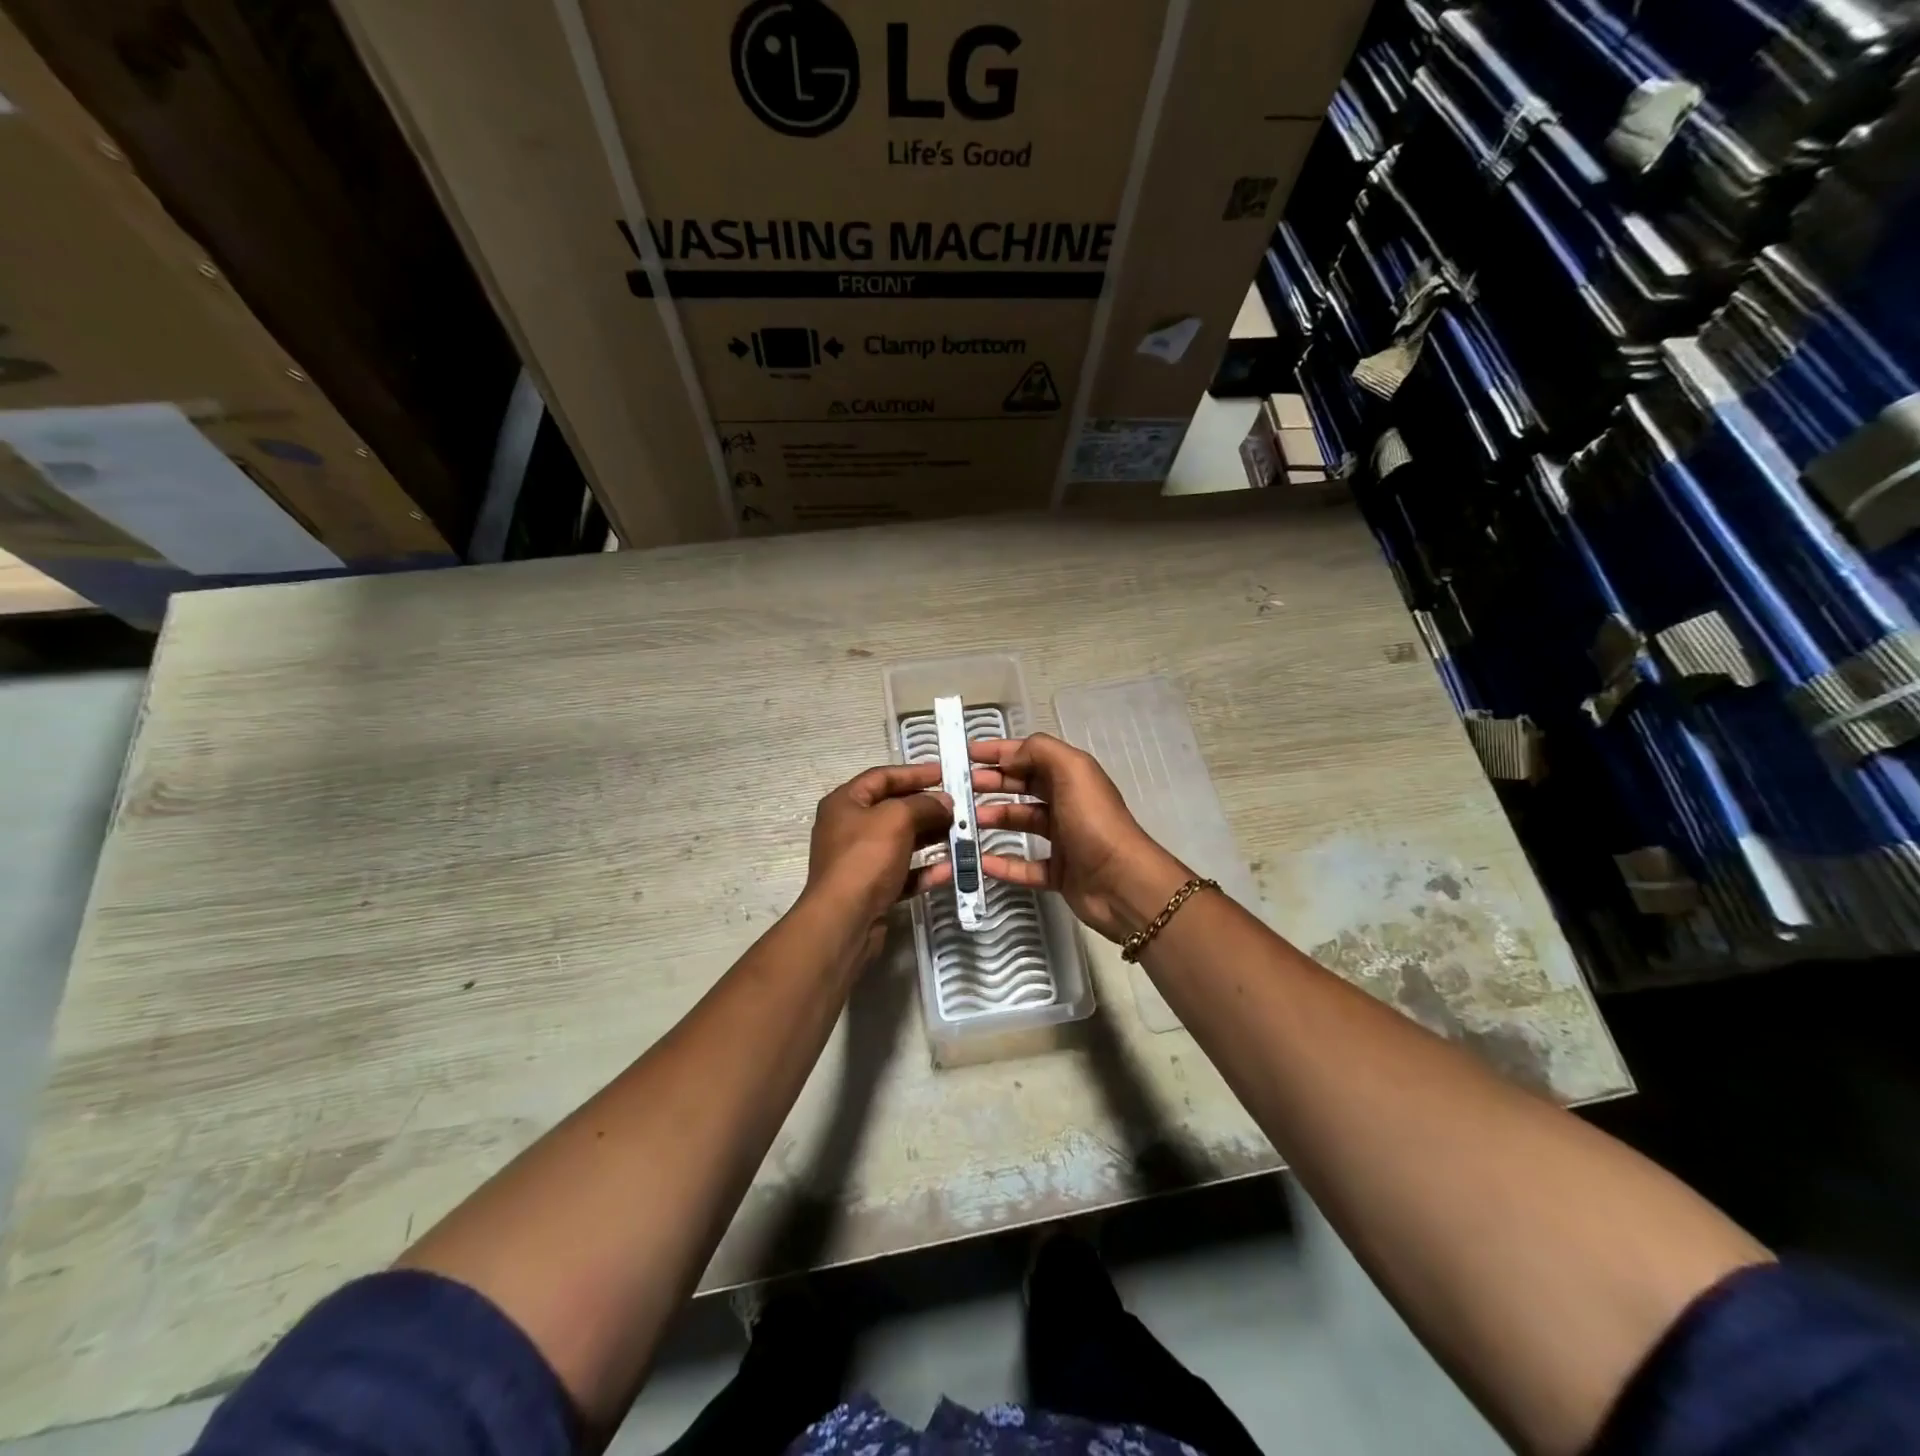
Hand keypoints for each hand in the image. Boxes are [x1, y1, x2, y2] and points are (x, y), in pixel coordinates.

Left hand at [803, 762, 978, 956]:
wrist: (844, 920)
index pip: (882, 777)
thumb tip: (944, 802)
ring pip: (901, 842)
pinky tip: (951, 869)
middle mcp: (849, 828)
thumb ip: (923, 805)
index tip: (946, 773)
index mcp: (845, 803)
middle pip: (893, 809)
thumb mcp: (897, 819)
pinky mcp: (872, 889)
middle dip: (927, 807)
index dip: (914, 772)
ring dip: (931, 837)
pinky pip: (904, 873)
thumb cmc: (865, 858)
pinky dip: (926, 870)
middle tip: (959, 806)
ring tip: (961, 834)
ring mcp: (860, 861)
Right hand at [969, 734, 1192, 942]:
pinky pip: (1024, 866)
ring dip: (993, 819)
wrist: (1122, 882)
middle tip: (959, 788)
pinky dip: (1002, 863)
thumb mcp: (1071, 771)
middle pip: (1024, 787)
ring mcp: (1063, 840)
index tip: (966, 754)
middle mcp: (1068, 804)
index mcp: (1072, 777)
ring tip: (964, 821)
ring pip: (1021, 823)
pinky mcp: (1059, 873)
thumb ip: (1039, 752)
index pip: (1031, 756)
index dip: (1000, 752)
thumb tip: (1009, 755)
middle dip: (992, 782)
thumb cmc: (1094, 821)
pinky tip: (979, 860)